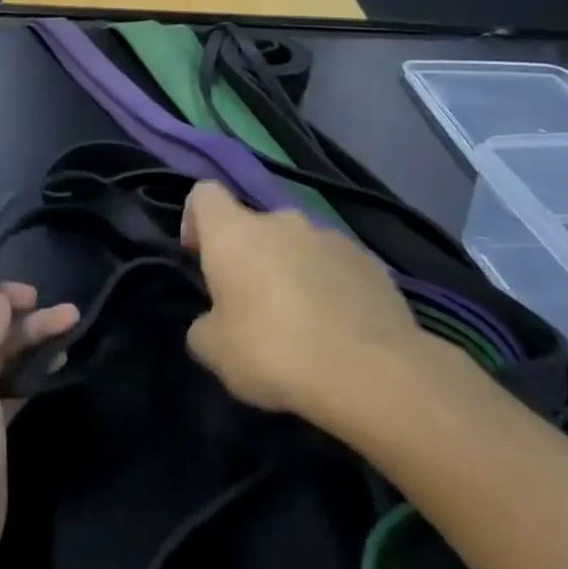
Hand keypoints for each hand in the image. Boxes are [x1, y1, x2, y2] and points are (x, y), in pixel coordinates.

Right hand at [181, 181, 441, 428]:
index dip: (195, 221)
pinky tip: (336, 329)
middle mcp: (282, 221)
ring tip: (300, 322)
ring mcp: (331, 237)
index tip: (200, 259)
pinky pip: (335, 265)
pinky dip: (329, 286)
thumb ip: (204, 325)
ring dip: (290, 270)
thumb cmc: (273, 352)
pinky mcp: (371, 262)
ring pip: (297, 245)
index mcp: (234, 232)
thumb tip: (213, 321)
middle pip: (254, 225)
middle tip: (250, 305)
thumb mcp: (213, 350)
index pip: (204, 195)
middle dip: (249, 257)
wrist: (371, 373)